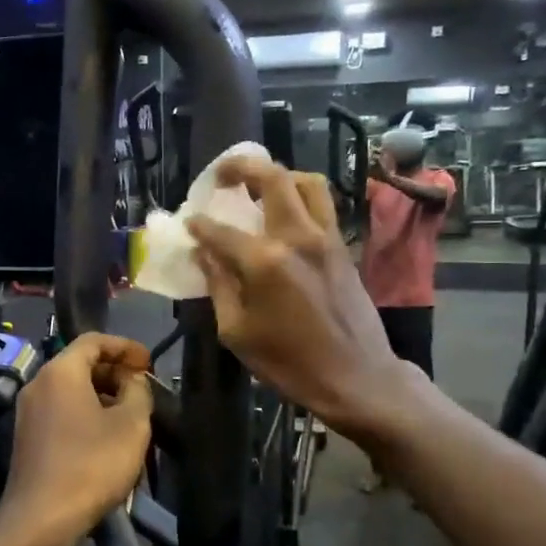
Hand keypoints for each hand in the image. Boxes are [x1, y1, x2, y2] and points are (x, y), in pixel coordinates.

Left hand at [0, 333, 152, 545]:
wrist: (40, 519)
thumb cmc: (91, 465)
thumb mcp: (131, 425)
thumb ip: (138, 392)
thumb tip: (133, 380)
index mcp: (60, 371)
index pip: (93, 340)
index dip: (125, 346)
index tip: (149, 362)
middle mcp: (38, 383)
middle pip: (79, 363)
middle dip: (114, 371)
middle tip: (142, 388)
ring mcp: (28, 411)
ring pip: (70, 388)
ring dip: (101, 394)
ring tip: (130, 413)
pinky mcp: (27, 437)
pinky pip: (60, 410)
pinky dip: (85, 411)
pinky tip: (105, 435)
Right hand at [187, 158, 418, 443]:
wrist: (356, 377)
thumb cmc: (289, 362)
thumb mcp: (237, 332)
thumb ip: (219, 285)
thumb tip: (204, 253)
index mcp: (265, 262)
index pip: (221, 231)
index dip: (199, 225)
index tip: (188, 223)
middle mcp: (297, 238)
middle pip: (272, 179)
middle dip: (242, 168)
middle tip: (222, 176)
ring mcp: (326, 238)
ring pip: (307, 182)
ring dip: (279, 175)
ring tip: (258, 186)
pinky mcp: (342, 247)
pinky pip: (322, 205)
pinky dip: (300, 197)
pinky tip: (284, 214)